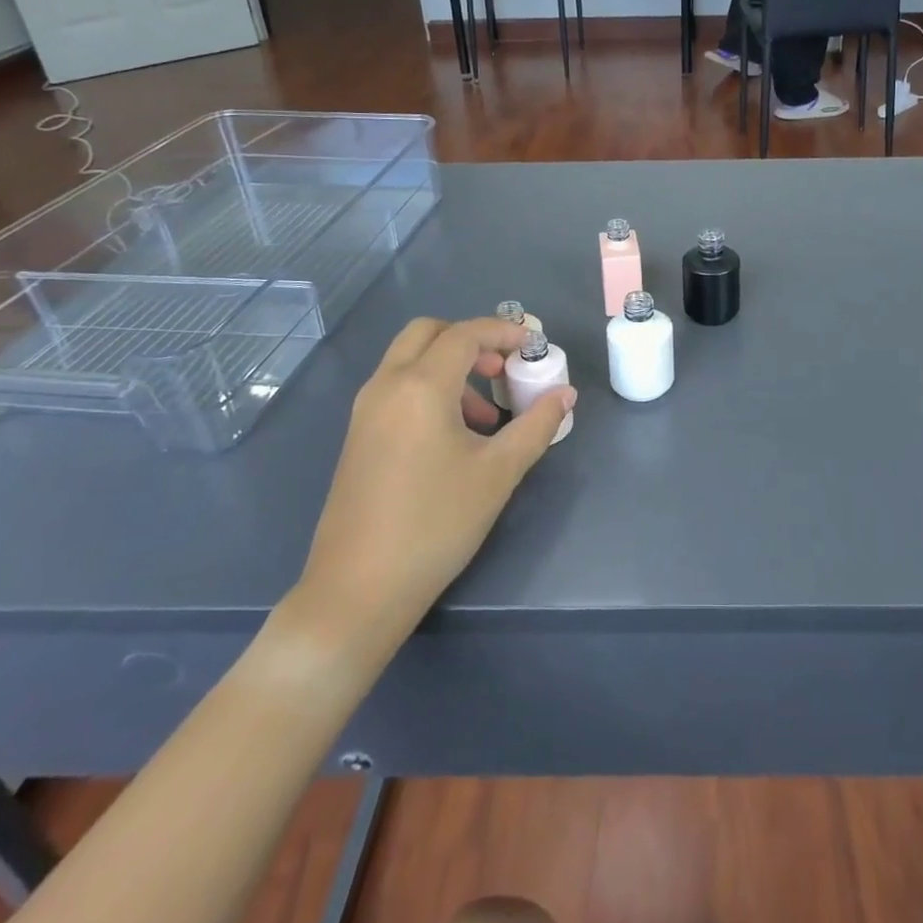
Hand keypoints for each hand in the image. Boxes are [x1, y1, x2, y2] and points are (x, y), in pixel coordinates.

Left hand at [288, 317, 576, 650]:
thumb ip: (537, 425)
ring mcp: (365, 411)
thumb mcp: (498, 473)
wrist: (358, 590)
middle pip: (427, 332)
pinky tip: (453, 436)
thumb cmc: (436, 524)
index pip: (464, 334)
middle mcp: (386, 385)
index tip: (533, 344)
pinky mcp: (358, 436)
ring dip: (449, 366)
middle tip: (502, 367)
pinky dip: (428, 387)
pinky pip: (397, 388)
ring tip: (485, 414)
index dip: (503, 331)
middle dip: (469, 339)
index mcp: (420, 386)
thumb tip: (565, 394)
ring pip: (409, 360)